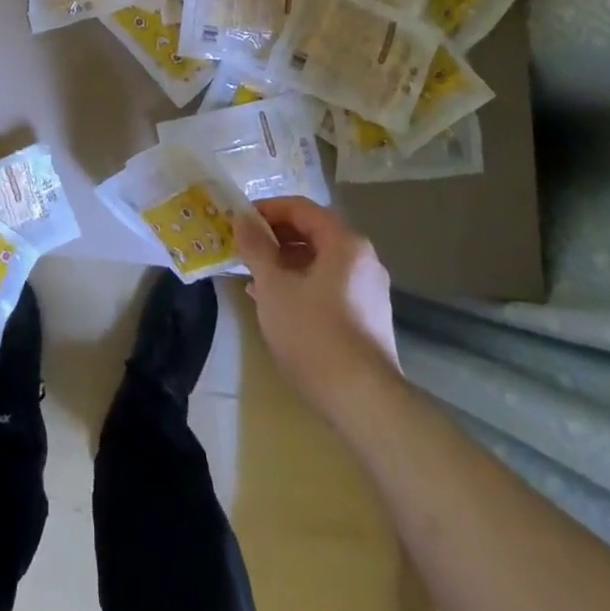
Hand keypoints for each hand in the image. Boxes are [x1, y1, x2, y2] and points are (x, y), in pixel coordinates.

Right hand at [235, 197, 401, 419]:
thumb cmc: (314, 333)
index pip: (301, 208)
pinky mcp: (368, 318)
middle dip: (275, 238)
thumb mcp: (274, 286)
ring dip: (286, 263)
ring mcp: (369, 290)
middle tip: (244, 249)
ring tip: (254, 278)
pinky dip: (302, 284)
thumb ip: (256, 247)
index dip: (267, 209)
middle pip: (313, 233)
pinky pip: (329, 286)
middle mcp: (363, 259)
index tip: (240, 222)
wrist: (364, 402)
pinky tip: (278, 305)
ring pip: (320, 262)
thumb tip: (241, 218)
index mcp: (344, 242)